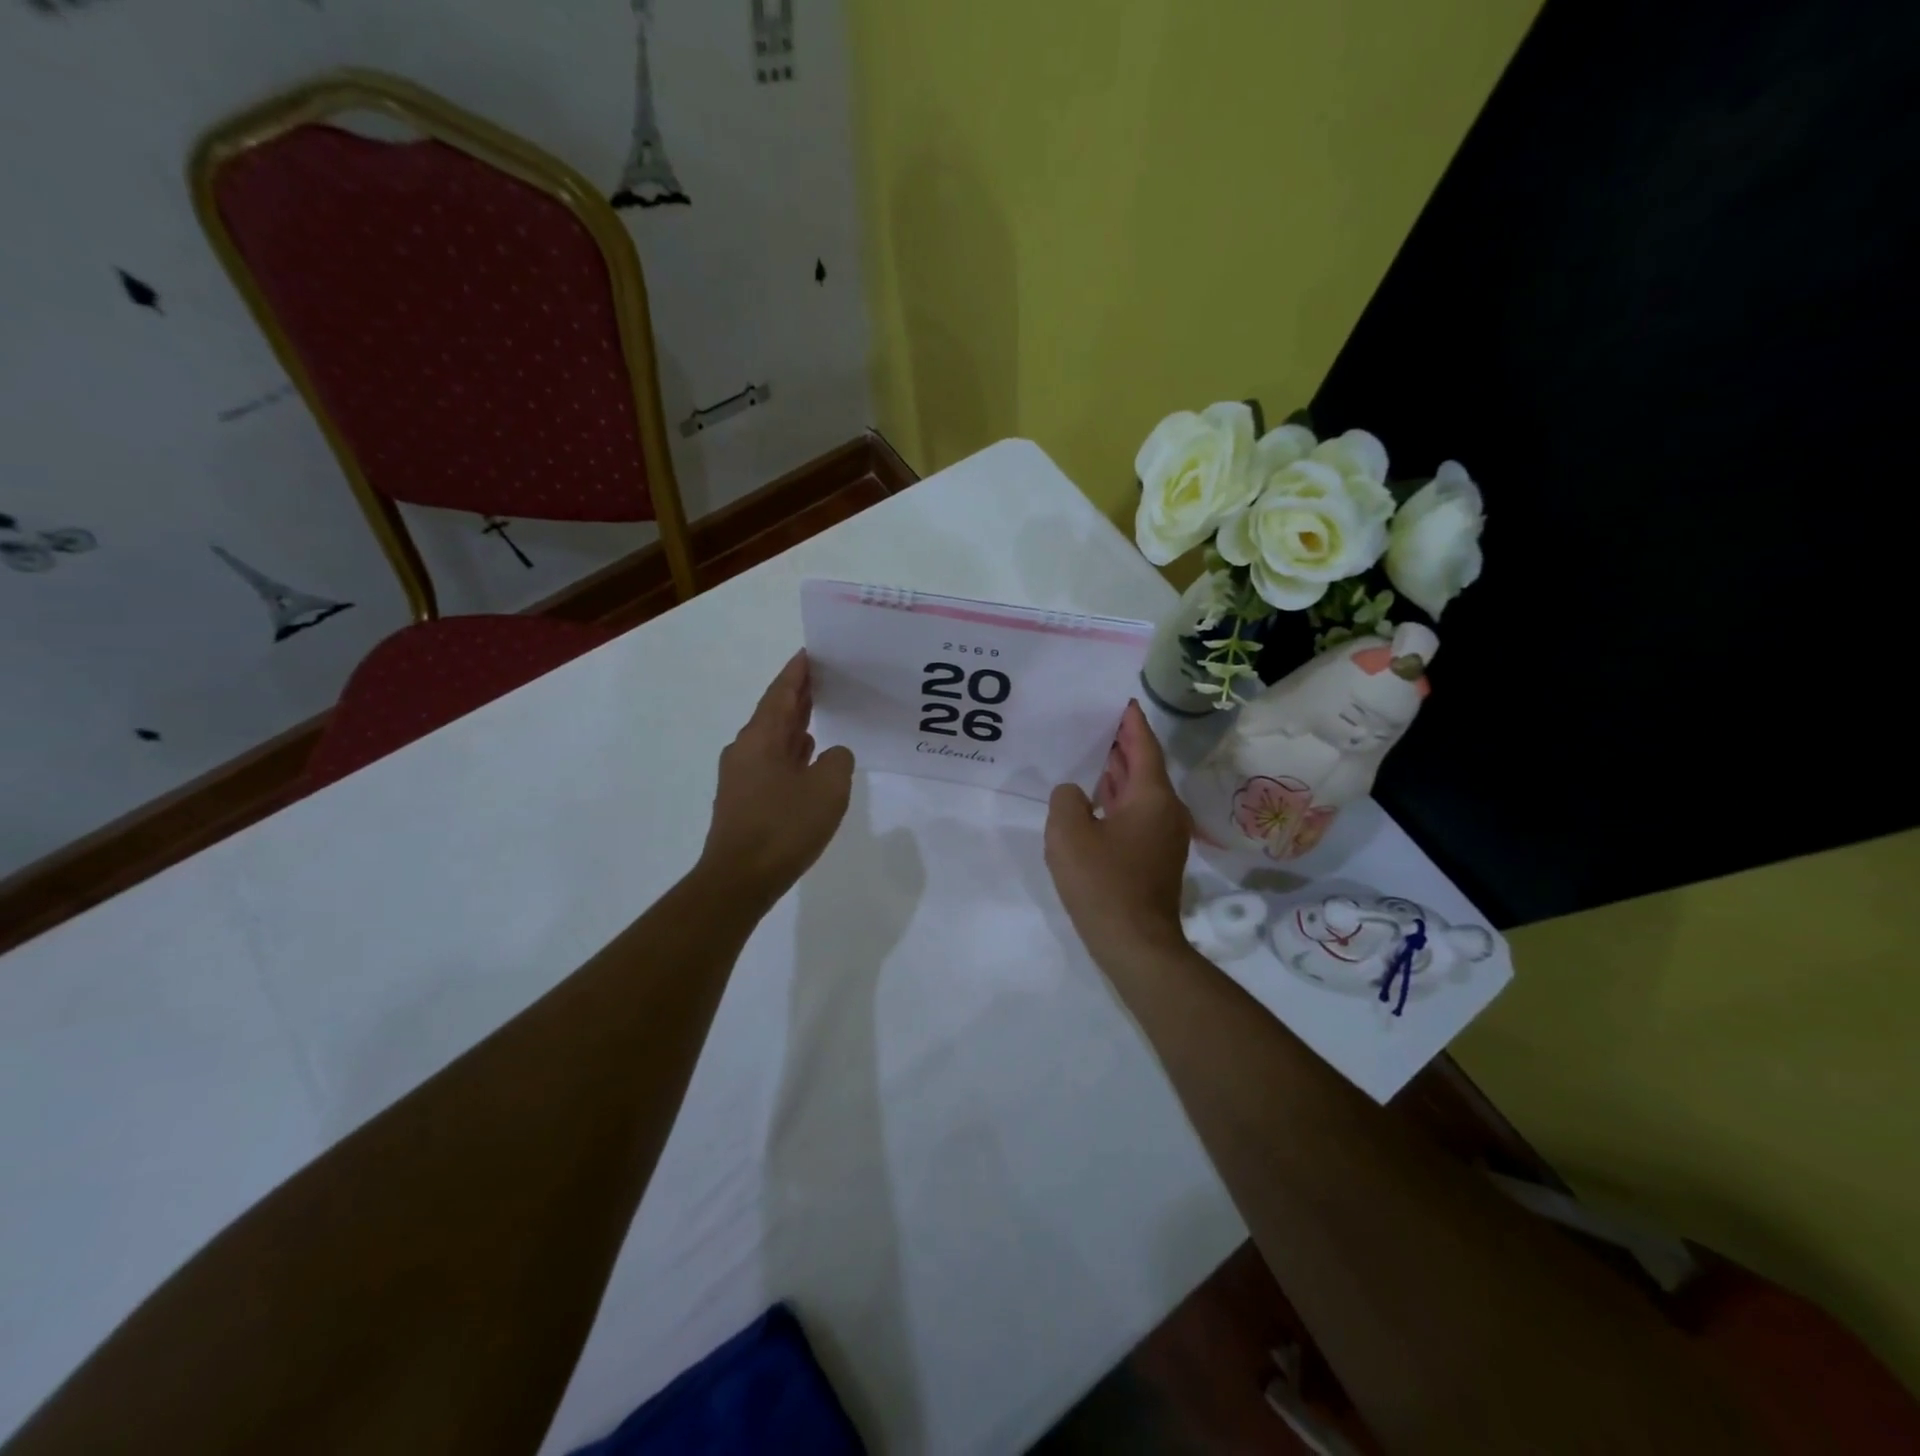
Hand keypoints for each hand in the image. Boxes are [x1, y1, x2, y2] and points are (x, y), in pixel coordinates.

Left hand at [700, 651, 854, 908]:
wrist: (739, 879)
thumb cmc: (784, 826)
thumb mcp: (828, 788)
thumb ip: (838, 761)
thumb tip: (832, 755)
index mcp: (761, 737)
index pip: (781, 692)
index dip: (797, 671)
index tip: (812, 652)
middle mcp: (746, 750)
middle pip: (774, 712)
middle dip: (799, 695)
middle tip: (826, 677)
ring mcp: (742, 776)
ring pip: (772, 739)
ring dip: (796, 724)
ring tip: (823, 712)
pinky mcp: (744, 800)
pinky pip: (772, 763)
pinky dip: (792, 753)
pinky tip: (809, 758)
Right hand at [1044, 700, 1192, 972]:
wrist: (1135, 943)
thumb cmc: (1103, 882)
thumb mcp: (1068, 833)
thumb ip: (1066, 800)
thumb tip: (1075, 795)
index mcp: (1152, 797)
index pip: (1144, 747)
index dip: (1132, 723)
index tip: (1122, 701)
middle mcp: (1166, 811)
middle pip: (1145, 768)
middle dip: (1123, 746)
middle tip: (1098, 724)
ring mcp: (1164, 837)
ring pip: (1141, 794)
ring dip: (1120, 775)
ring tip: (1094, 756)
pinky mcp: (1156, 858)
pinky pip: (1138, 816)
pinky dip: (1119, 801)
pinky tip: (1096, 803)